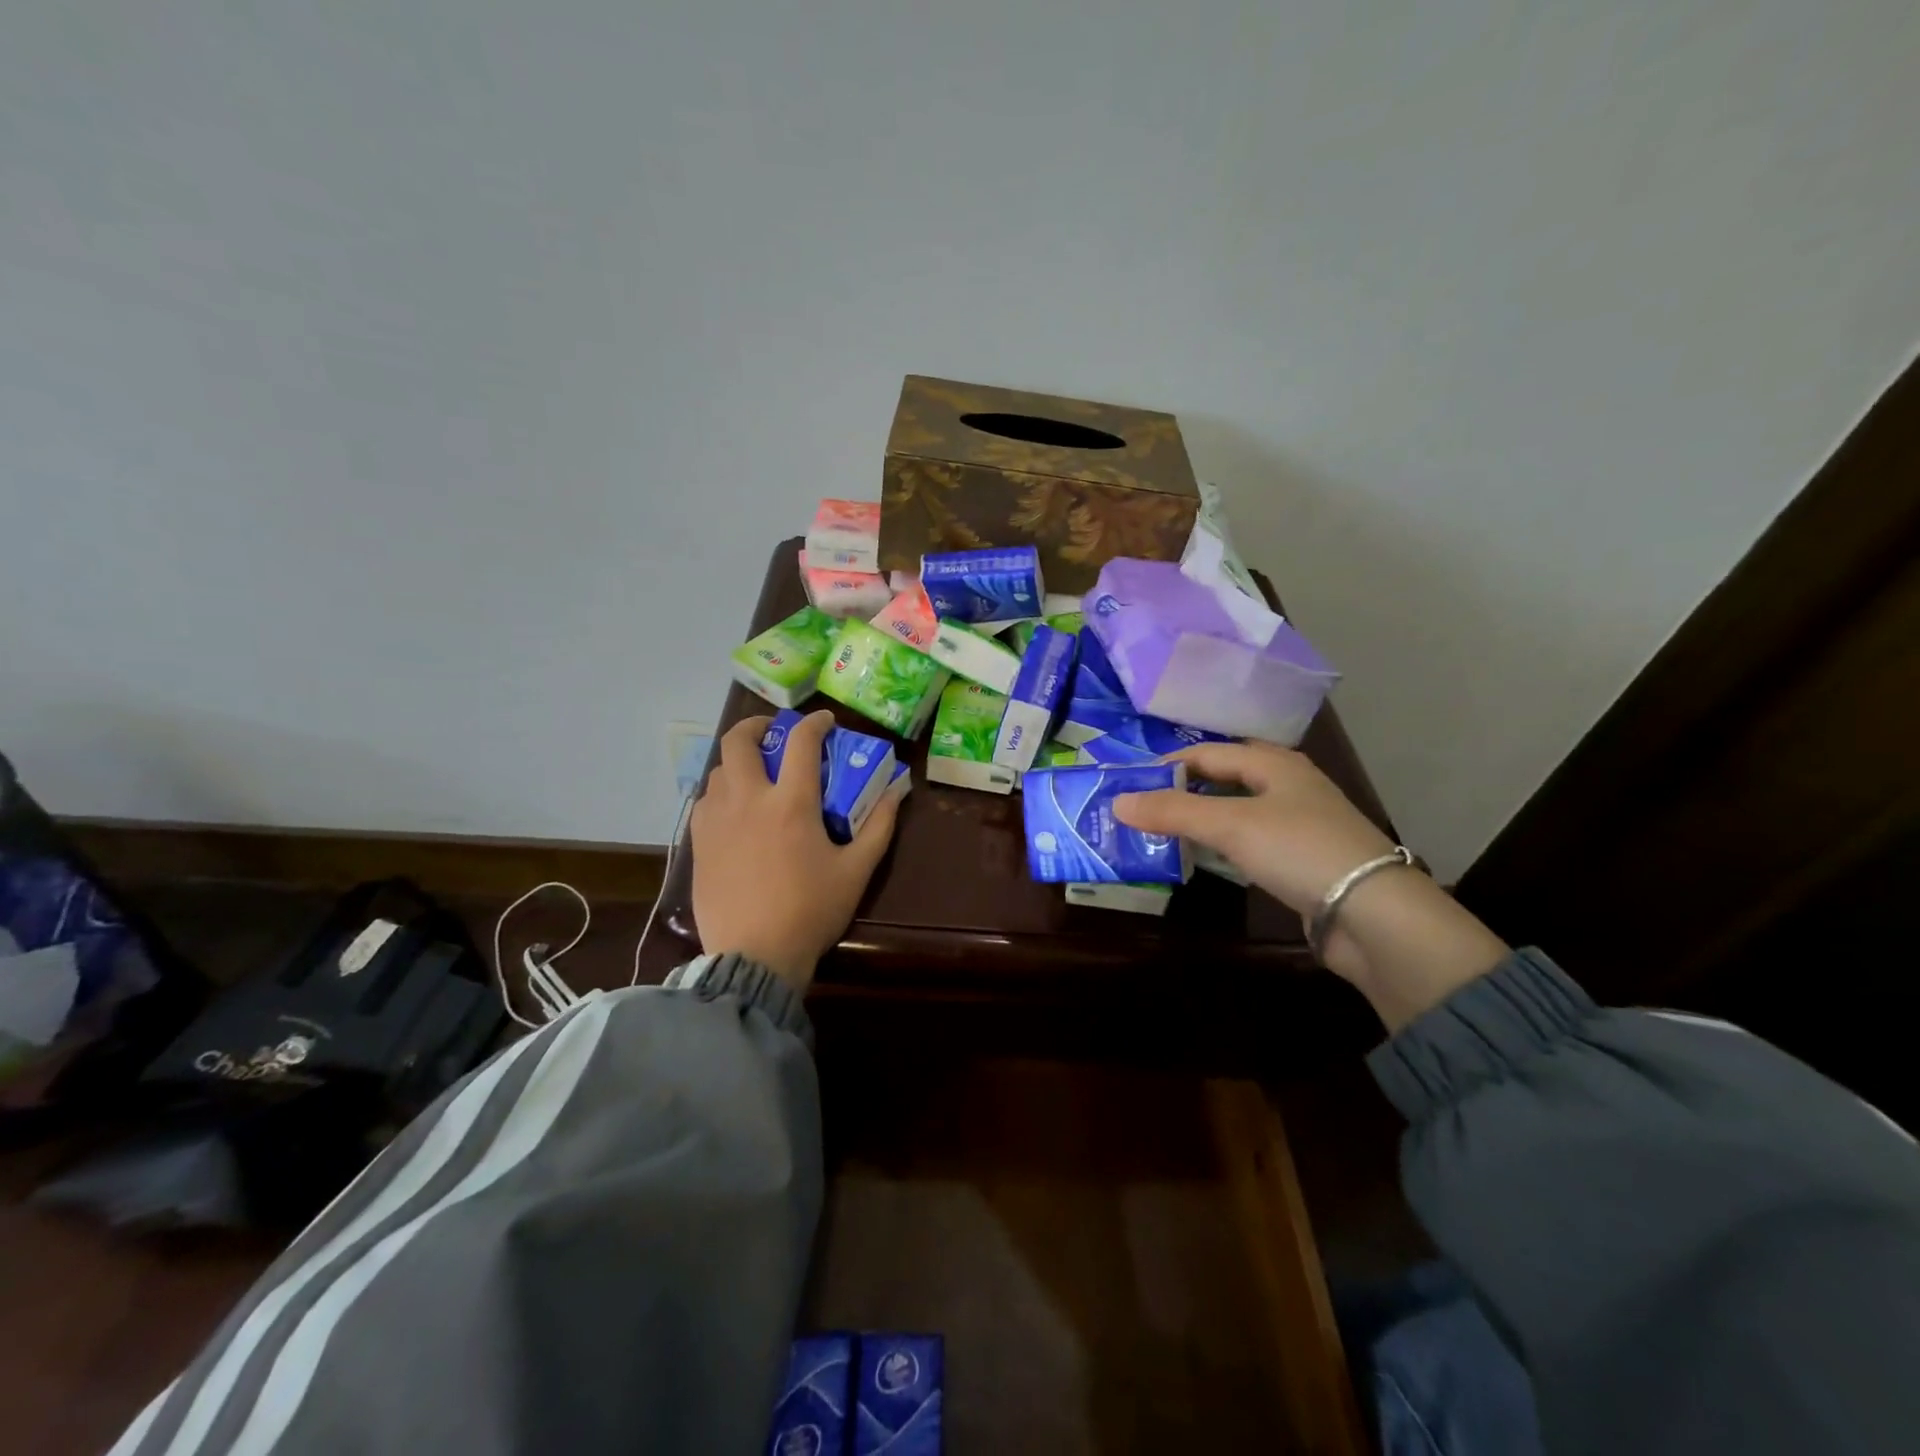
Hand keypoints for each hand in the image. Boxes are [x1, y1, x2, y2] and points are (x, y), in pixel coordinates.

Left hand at [689, 710, 899, 991]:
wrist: (754, 956)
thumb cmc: (810, 911)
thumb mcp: (856, 870)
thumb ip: (879, 825)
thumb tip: (898, 789)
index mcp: (790, 803)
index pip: (801, 742)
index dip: (815, 723)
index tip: (825, 721)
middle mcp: (748, 800)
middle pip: (738, 741)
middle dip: (757, 725)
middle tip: (774, 733)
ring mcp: (716, 820)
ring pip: (718, 770)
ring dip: (739, 763)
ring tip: (756, 776)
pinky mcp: (699, 843)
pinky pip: (705, 802)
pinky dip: (721, 794)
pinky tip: (735, 812)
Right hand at [1113, 740, 1396, 916]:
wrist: (1374, 915)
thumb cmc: (1299, 850)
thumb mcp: (1231, 824)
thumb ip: (1173, 811)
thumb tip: (1117, 802)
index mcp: (1274, 763)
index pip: (1208, 753)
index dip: (1167, 765)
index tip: (1129, 785)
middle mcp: (1286, 786)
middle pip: (1222, 779)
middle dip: (1181, 791)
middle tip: (1140, 807)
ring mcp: (1296, 824)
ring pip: (1235, 812)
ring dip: (1199, 820)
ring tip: (1158, 833)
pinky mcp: (1299, 860)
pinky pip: (1247, 842)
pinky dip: (1219, 846)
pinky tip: (1201, 858)